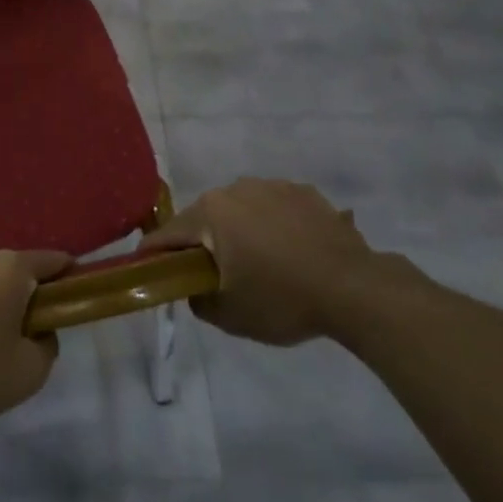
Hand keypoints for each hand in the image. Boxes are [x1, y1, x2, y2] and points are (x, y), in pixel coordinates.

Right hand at [140, 179, 378, 345]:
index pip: (169, 234)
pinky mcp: (305, 192)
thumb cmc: (283, 300)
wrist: (356, 289)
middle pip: (206, 218)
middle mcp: (236, 189)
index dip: (154, 254)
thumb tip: (194, 288)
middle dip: (204, 243)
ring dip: (241, 231)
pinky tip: (292, 253)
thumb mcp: (230, 315)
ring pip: (242, 210)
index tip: (147, 270)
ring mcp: (273, 186)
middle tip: (214, 275)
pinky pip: (276, 208)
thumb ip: (198, 300)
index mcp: (211, 212)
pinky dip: (274, 226)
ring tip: (261, 264)